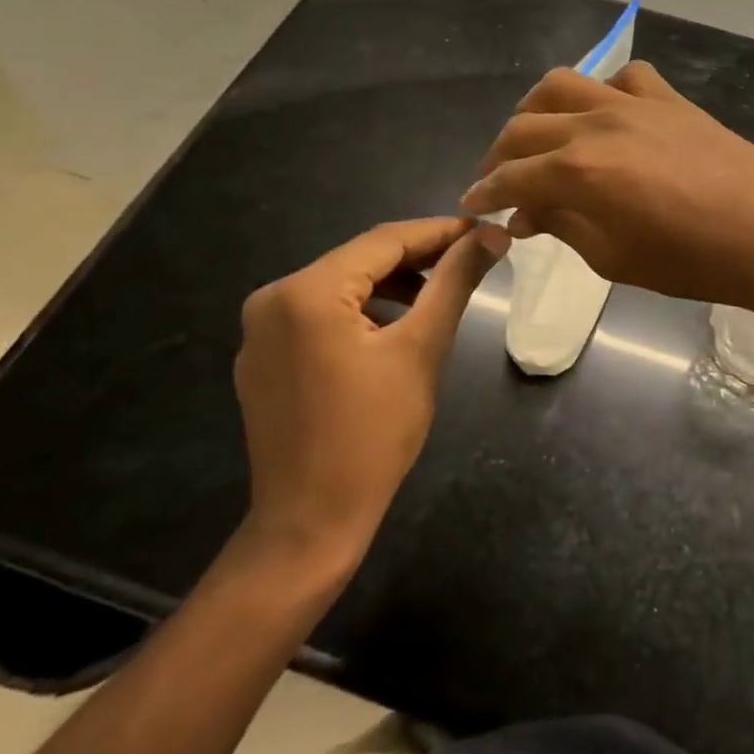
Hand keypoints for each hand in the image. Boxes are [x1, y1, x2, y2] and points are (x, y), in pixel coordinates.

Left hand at [232, 217, 506, 577]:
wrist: (310, 523)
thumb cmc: (373, 434)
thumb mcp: (422, 349)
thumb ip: (455, 282)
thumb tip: (493, 235)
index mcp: (306, 292)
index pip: (384, 240)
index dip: (439, 231)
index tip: (484, 231)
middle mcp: (272, 299)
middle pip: (359, 260)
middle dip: (417, 256)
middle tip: (470, 258)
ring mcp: (260, 330)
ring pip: (340, 285)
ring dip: (391, 283)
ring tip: (439, 292)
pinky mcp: (262, 357)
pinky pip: (319, 314)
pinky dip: (361, 309)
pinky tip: (394, 324)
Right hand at [461, 61, 753, 314]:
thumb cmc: (692, 261)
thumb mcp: (614, 258)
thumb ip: (563, 227)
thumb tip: (525, 214)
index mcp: (578, 171)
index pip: (511, 176)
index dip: (484, 192)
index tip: (471, 204)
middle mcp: (596, 124)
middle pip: (525, 126)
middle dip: (500, 154)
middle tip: (498, 179)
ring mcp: (635, 103)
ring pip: (564, 84)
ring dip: (537, 109)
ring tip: (537, 136)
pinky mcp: (669, 99)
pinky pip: (625, 76)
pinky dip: (604, 90)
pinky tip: (607, 115)